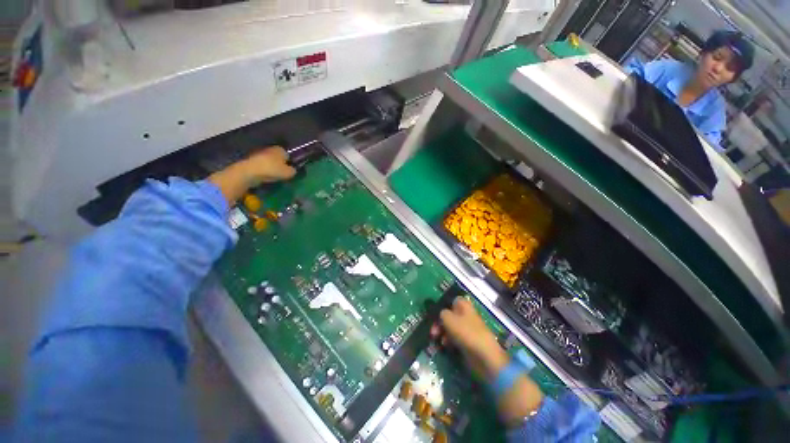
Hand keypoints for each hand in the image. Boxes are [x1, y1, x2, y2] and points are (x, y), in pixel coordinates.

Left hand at [208, 146, 295, 204]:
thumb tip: (293, 170)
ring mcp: (260, 154)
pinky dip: (265, 171)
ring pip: (270, 162)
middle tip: (284, 175)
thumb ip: (293, 171)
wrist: (249, 171)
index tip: (290, 171)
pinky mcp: (252, 161)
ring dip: (272, 168)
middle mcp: (270, 149)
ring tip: (275, 178)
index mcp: (281, 149)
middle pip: (278, 158)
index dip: (290, 163)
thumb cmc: (272, 169)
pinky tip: (266, 178)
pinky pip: (262, 166)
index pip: (288, 155)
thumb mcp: (289, 173)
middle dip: (281, 165)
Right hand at [431, 297, 508, 379]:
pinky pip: (454, 338)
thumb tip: (441, 314)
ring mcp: (467, 329)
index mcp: (464, 305)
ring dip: (442, 332)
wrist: (484, 356)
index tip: (435, 313)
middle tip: (433, 331)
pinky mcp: (467, 342)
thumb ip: (441, 313)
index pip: (452, 300)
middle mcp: (466, 315)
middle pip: (449, 315)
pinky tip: (444, 346)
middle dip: (439, 322)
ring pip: (451, 327)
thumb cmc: (466, 332)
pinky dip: (448, 341)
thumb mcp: (448, 319)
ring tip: (436, 339)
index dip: (443, 305)